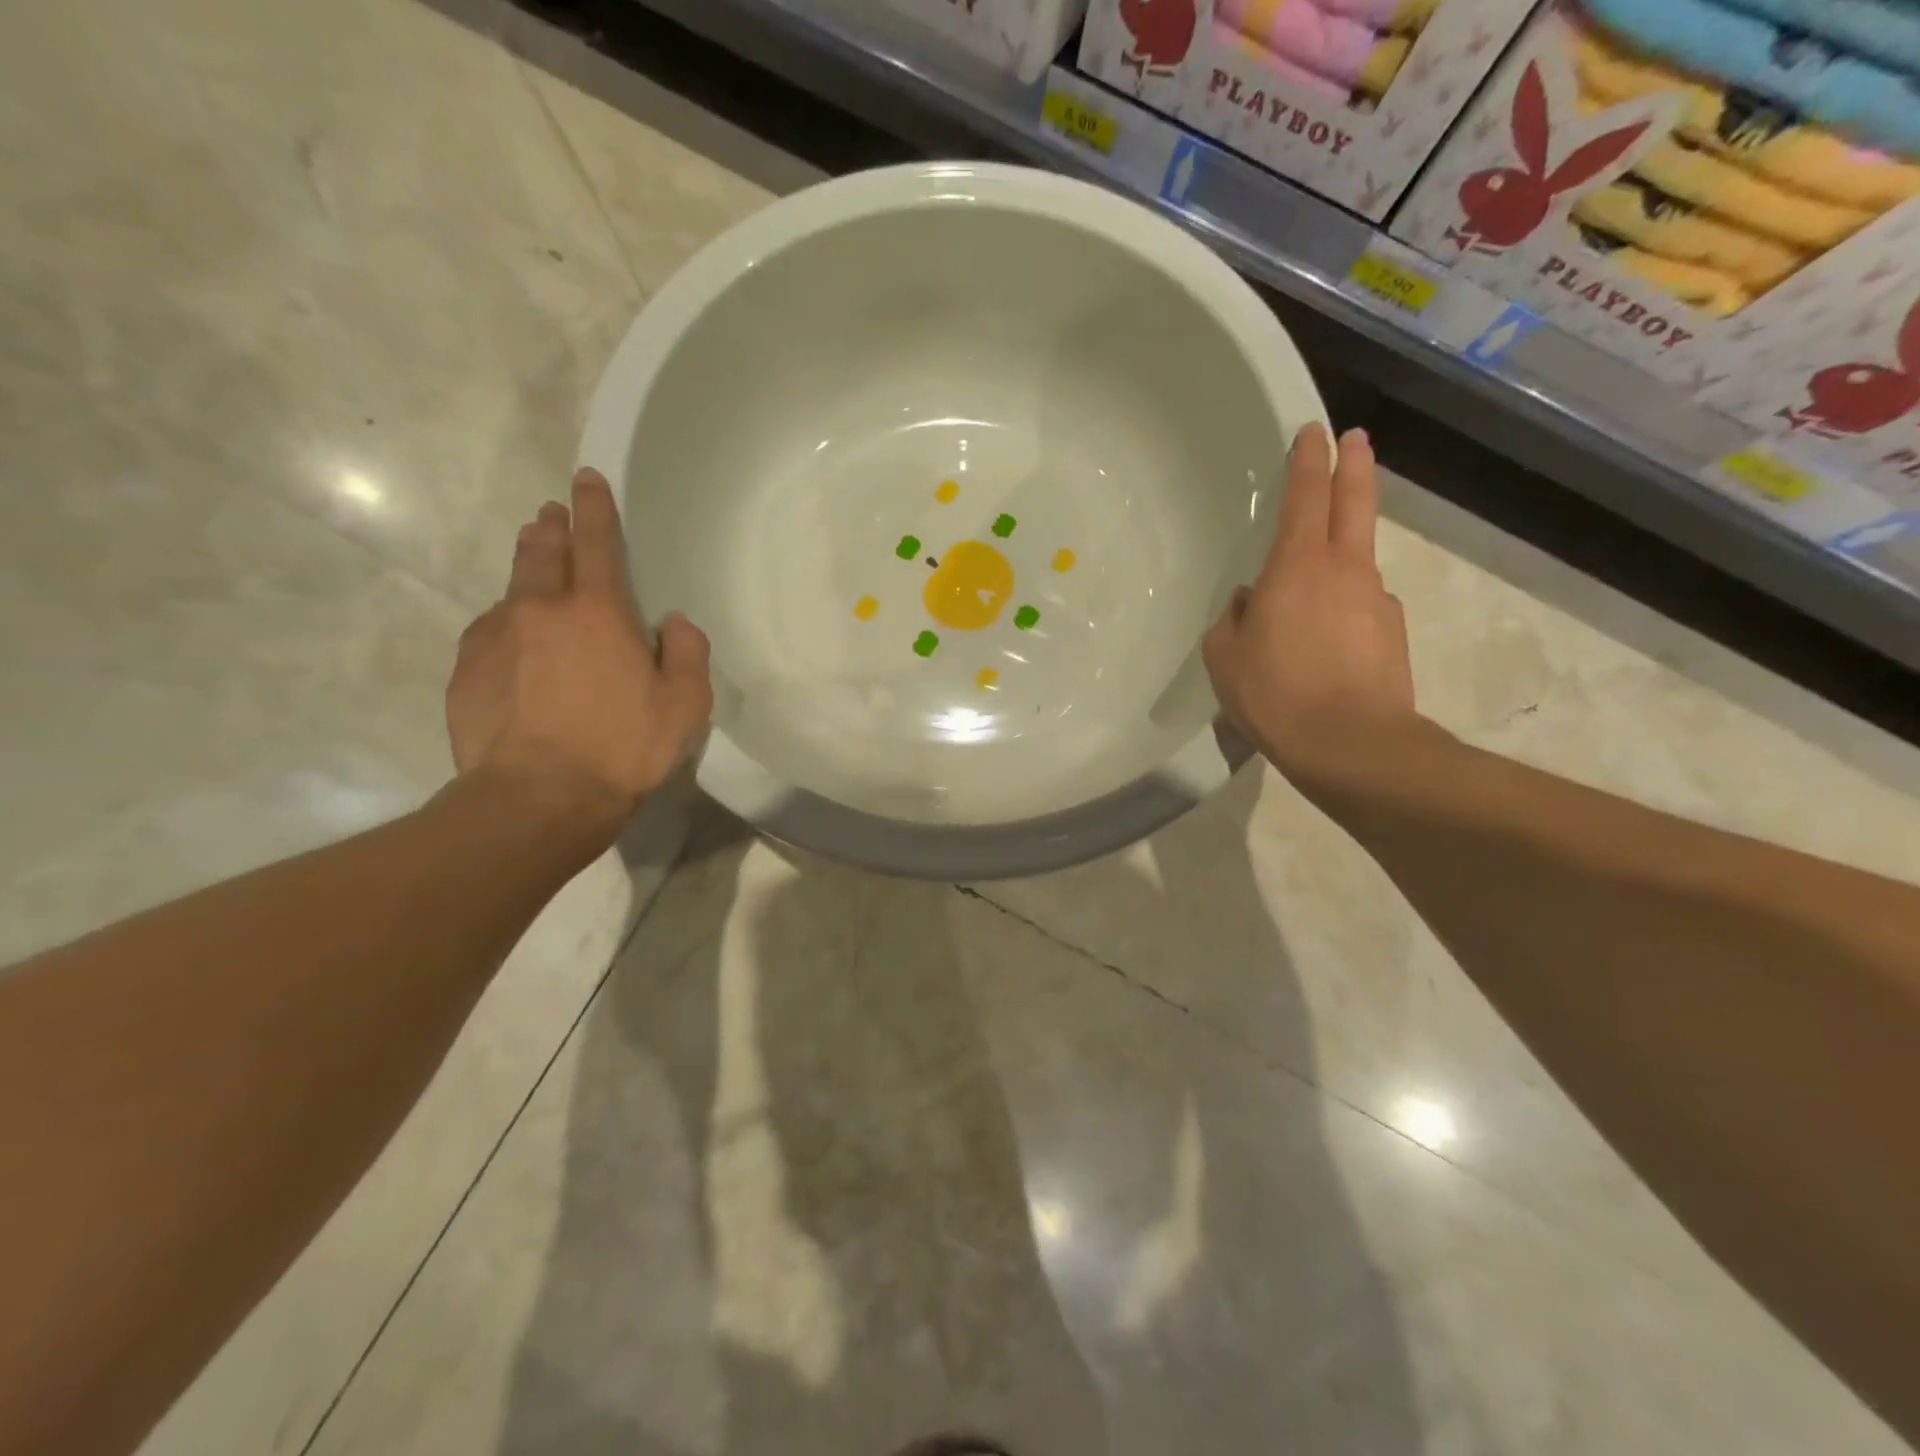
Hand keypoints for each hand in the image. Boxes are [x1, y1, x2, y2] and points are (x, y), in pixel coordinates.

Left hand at [447, 468, 711, 835]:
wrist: (538, 797)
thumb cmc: (623, 746)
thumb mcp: (685, 704)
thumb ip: (688, 653)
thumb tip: (674, 623)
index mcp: (598, 612)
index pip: (597, 543)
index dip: (594, 507)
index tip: (585, 478)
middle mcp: (540, 610)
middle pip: (541, 551)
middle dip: (549, 528)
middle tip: (551, 515)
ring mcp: (495, 637)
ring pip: (510, 589)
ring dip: (525, 572)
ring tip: (533, 572)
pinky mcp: (466, 670)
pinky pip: (489, 633)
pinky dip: (506, 627)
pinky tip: (514, 649)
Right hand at [1203, 424, 1417, 784]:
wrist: (1351, 744)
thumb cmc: (1274, 693)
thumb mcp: (1225, 657)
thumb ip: (1234, 618)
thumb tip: (1251, 601)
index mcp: (1296, 567)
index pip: (1305, 496)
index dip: (1309, 460)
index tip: (1314, 431)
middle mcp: (1344, 570)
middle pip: (1354, 502)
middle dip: (1354, 464)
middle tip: (1357, 438)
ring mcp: (1376, 600)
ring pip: (1358, 561)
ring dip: (1342, 553)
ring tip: (1312, 591)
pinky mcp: (1392, 633)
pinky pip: (1361, 607)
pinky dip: (1345, 609)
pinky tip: (1327, 645)